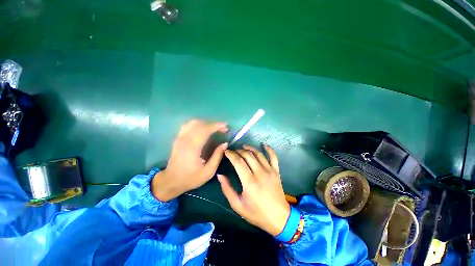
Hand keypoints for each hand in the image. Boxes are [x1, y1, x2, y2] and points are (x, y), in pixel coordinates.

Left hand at [152, 120, 227, 201]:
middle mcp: (185, 140)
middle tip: (222, 129)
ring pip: (193, 123)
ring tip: (214, 129)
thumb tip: (225, 144)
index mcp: (193, 148)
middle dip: (213, 124)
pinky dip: (197, 124)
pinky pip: (188, 126)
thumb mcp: (208, 172)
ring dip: (205, 123)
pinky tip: (203, 129)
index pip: (205, 130)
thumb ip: (217, 156)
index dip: (216, 126)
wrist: (171, 181)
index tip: (225, 125)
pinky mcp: (177, 139)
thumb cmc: (191, 178)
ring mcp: (180, 138)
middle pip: (200, 124)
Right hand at [217, 145, 289, 235]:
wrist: (278, 218)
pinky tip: (264, 145)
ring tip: (243, 147)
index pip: (238, 162)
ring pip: (258, 154)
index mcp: (249, 182)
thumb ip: (227, 189)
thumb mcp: (238, 205)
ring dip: (250, 148)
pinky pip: (273, 157)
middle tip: (233, 151)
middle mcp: (260, 173)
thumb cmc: (257, 213)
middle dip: (238, 151)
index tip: (226, 151)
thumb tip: (220, 175)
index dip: (231, 154)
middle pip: (247, 155)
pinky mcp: (276, 171)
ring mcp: (270, 171)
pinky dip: (269, 149)